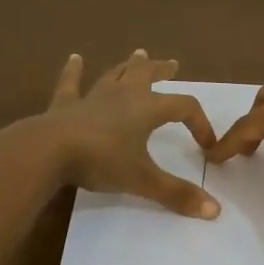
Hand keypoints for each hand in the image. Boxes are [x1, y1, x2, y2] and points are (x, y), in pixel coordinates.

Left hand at [22, 50, 219, 217]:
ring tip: (138, 54)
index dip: (200, 123)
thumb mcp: (142, 180)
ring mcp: (92, 96)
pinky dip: (74, 71)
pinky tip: (74, 59)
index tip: (206, 144)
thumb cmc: (101, 161)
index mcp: (147, 109)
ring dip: (128, 65)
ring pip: (115, 74)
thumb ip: (177, 194)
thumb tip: (215, 210)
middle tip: (172, 64)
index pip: (184, 107)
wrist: (48, 151)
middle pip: (147, 75)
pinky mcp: (65, 104)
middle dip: (161, 70)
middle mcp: (123, 95)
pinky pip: (71, 83)